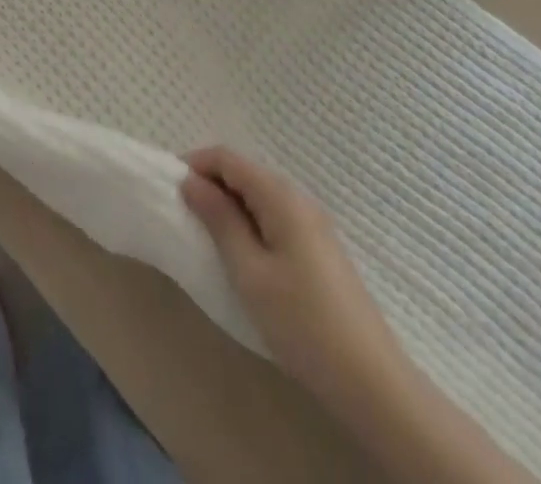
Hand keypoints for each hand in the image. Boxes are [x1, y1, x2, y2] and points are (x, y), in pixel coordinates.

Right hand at [182, 146, 405, 408]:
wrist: (372, 382)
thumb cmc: (302, 322)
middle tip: (182, 212)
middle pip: (244, 172)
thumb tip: (191, 181)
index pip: (227, 157)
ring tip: (205, 234)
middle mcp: (298, 198)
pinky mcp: (318, 249)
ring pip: (258, 195)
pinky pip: (273, 216)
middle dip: (209, 184)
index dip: (195, 163)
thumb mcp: (249, 271)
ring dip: (228, 205)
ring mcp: (312, 224)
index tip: (168, 187)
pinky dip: (248, 222)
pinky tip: (240, 253)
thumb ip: (219, 220)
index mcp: (280, 196)